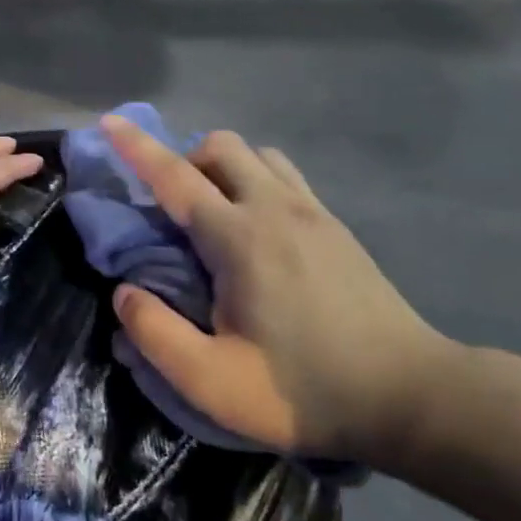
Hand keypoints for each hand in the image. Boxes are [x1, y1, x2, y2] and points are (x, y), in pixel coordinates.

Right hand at [102, 115, 453, 460]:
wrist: (412, 398)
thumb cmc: (303, 391)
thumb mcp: (211, 380)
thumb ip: (155, 333)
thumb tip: (123, 293)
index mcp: (239, 239)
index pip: (175, 177)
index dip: (136, 147)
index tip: (108, 122)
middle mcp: (276, 209)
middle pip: (221, 147)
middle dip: (183, 158)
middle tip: (170, 208)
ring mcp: (313, 213)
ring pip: (257, 156)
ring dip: (223, 167)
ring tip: (212, 213)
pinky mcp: (336, 228)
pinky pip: (285, 177)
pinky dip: (255, 181)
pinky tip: (255, 229)